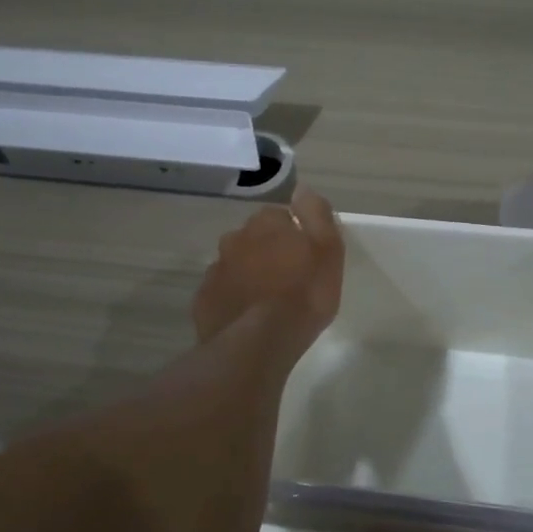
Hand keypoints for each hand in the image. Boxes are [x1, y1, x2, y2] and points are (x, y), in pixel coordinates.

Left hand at [192, 187, 343, 350]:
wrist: (258, 342)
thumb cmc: (303, 294)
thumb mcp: (328, 250)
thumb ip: (316, 214)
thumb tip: (302, 190)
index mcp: (266, 223)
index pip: (280, 216)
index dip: (294, 235)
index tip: (305, 257)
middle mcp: (235, 239)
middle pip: (255, 238)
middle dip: (268, 252)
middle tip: (288, 280)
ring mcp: (216, 269)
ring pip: (236, 264)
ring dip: (250, 274)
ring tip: (267, 301)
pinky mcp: (204, 299)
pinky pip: (223, 291)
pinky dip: (234, 298)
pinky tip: (248, 317)